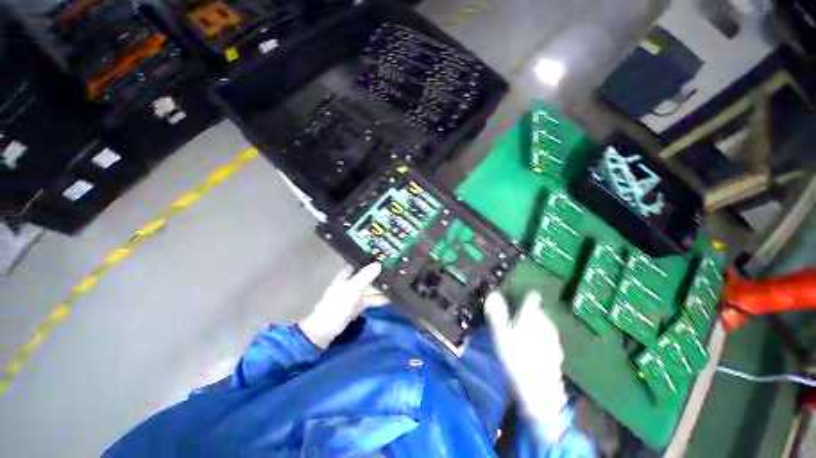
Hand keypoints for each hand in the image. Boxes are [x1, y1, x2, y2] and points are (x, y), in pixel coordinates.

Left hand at [298, 263, 385, 348]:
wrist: (327, 329)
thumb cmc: (337, 305)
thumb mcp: (352, 288)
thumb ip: (365, 276)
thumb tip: (379, 264)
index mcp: (345, 276)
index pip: (357, 263)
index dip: (367, 259)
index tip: (382, 255)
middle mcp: (350, 283)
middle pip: (365, 275)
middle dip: (376, 272)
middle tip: (393, 267)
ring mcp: (354, 295)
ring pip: (369, 286)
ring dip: (379, 284)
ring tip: (395, 279)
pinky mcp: (358, 305)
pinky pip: (371, 298)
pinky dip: (379, 297)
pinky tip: (390, 295)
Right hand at [485, 291, 568, 440]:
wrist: (538, 392)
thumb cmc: (515, 358)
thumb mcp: (500, 334)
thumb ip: (496, 312)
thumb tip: (492, 293)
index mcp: (532, 317)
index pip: (531, 297)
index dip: (523, 293)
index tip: (513, 294)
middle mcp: (546, 324)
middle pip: (537, 310)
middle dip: (526, 310)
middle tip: (512, 316)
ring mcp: (553, 339)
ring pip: (543, 324)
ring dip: (533, 323)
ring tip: (520, 331)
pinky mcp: (556, 352)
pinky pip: (546, 337)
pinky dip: (539, 337)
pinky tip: (531, 346)